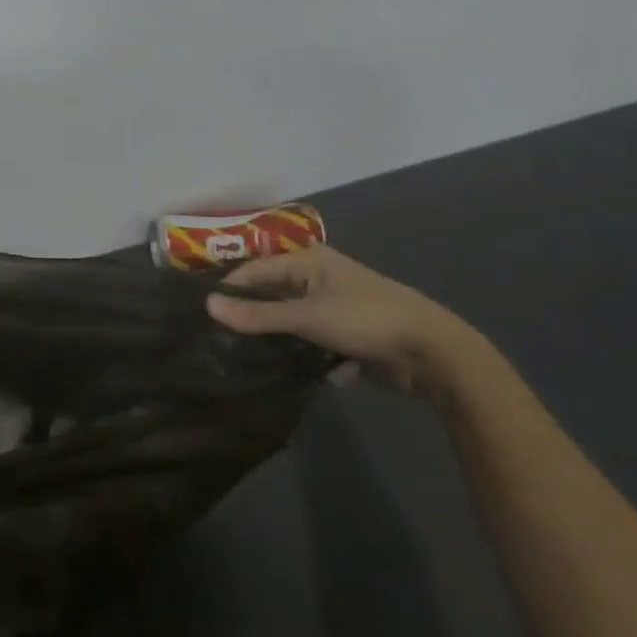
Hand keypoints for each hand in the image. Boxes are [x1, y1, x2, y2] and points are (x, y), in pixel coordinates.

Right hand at [206, 245, 490, 397]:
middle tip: (223, 341)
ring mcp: (335, 308)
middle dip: (255, 320)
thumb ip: (256, 315)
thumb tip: (207, 306)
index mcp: (308, 261)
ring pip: (292, 324)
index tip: (201, 315)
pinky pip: (315, 344)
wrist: (435, 354)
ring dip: (284, 344)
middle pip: (272, 297)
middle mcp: (319, 279)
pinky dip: (315, 358)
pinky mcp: (349, 336)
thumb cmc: (366, 320)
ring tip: (258, 363)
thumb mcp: (306, 317)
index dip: (228, 290)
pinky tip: (322, 374)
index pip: (253, 270)